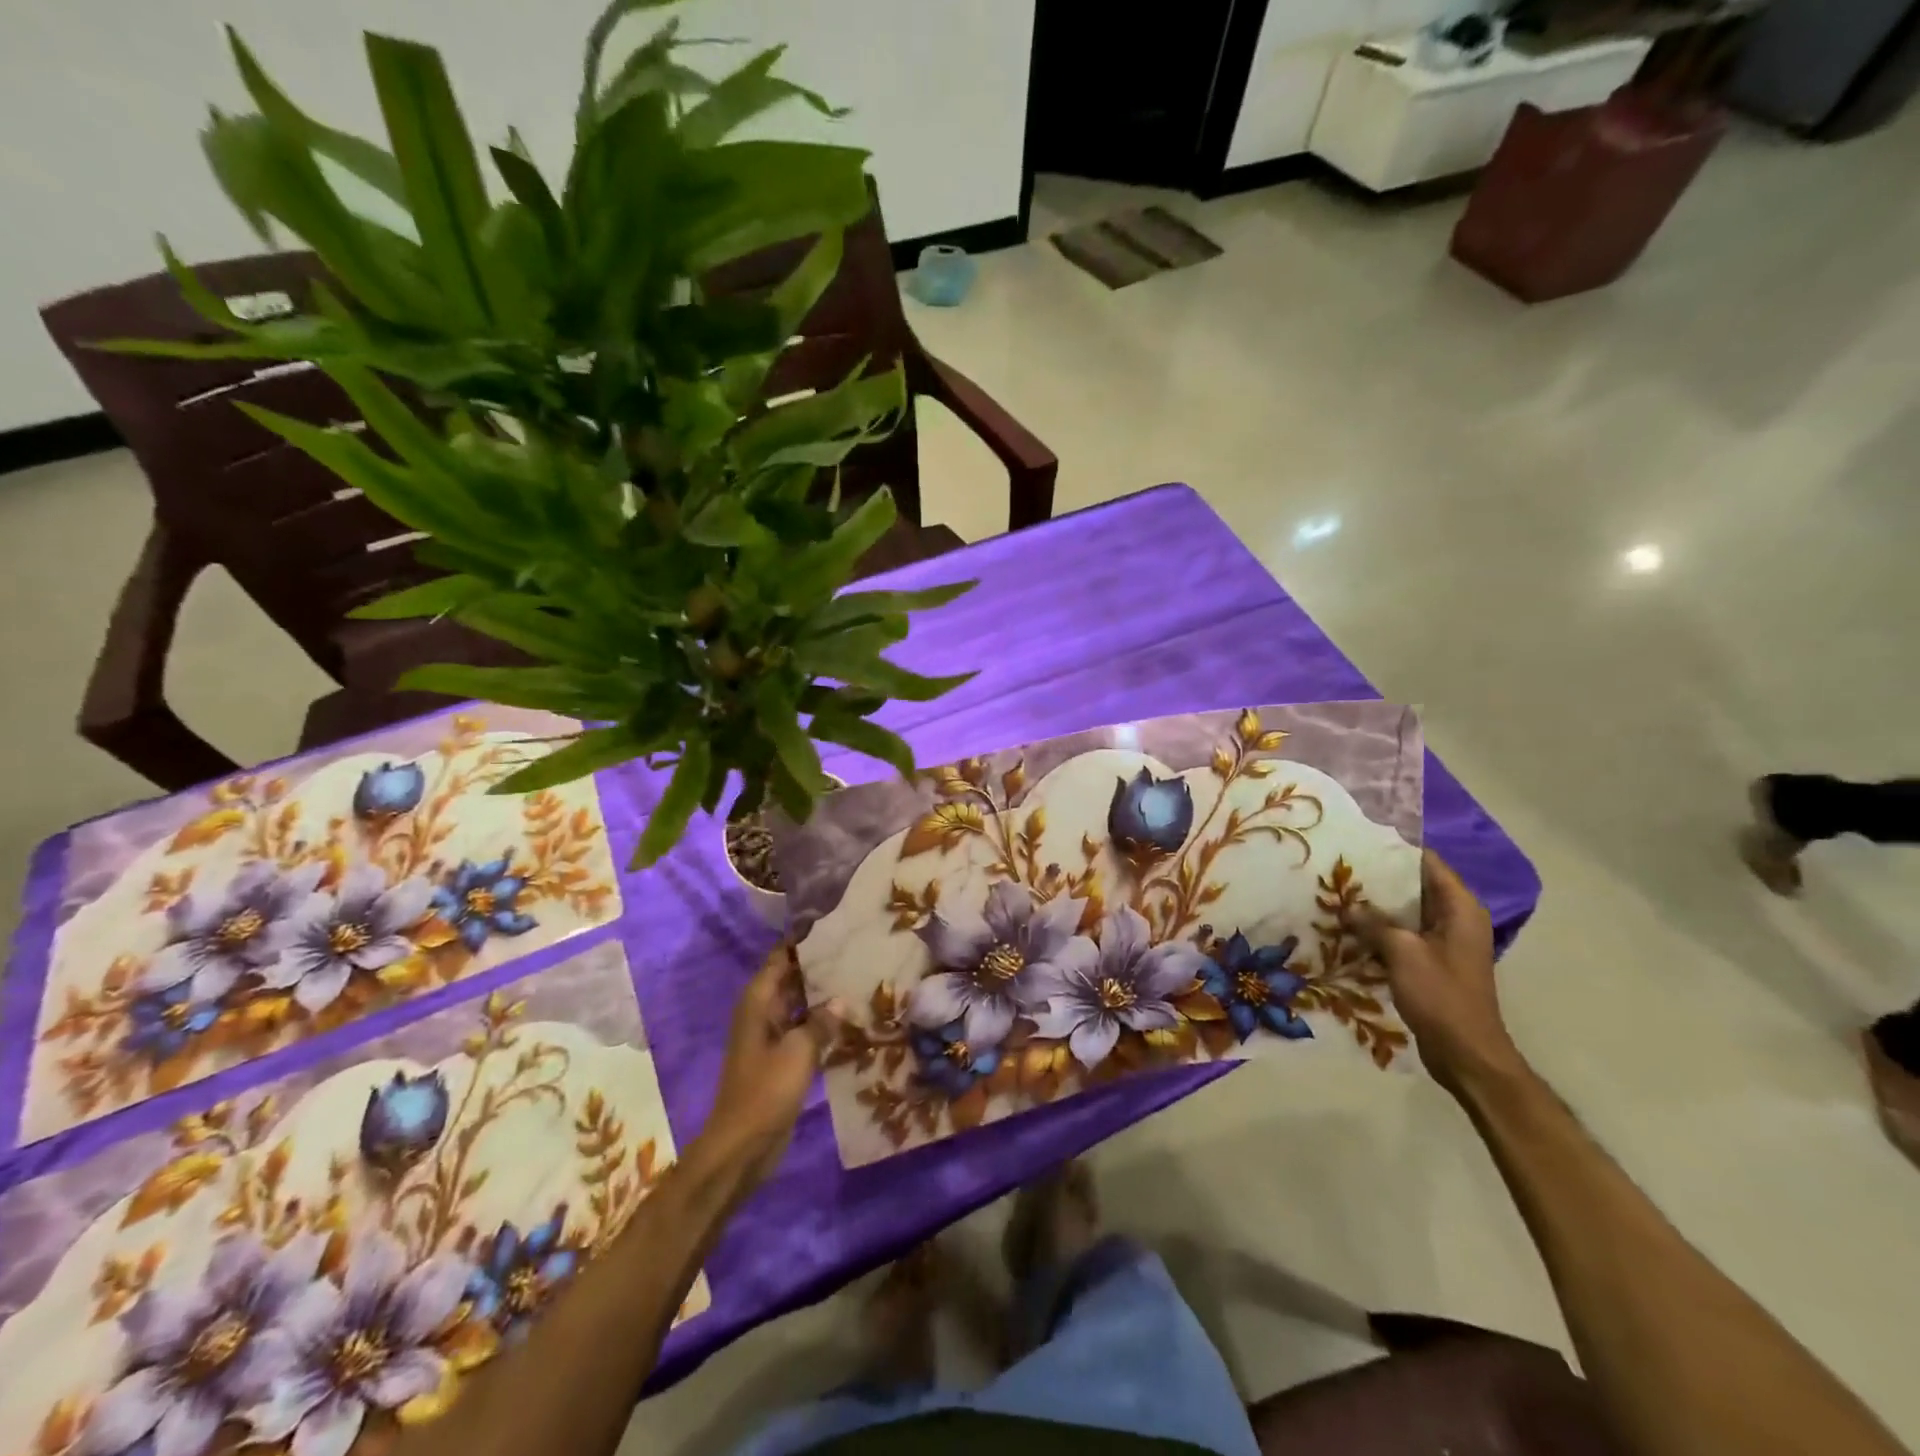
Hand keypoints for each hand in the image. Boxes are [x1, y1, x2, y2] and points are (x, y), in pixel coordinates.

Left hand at [699, 944, 842, 1187]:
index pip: (780, 957)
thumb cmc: (766, 1091)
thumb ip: (821, 1022)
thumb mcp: (799, 1051)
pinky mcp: (781, 1059)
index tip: (834, 925)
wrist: (742, 1147)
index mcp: (758, 1002)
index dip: (803, 941)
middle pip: (791, 978)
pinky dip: (822, 1022)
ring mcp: (771, 1036)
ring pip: (800, 1004)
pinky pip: (804, 1030)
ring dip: (823, 995)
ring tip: (860, 978)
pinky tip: (850, 1018)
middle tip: (857, 950)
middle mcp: (762, 1012)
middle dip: (819, 966)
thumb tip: (840, 1000)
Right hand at [1348, 850, 1527, 1099]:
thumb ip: (1374, 923)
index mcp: (1460, 908)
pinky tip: (1349, 927)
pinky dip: (1380, 929)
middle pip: (1414, 885)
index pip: (1428, 863)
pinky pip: (1403, 934)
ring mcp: (1445, 941)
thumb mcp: (1402, 952)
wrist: (1465, 1053)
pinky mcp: (1432, 962)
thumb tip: (1347, 906)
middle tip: (1339, 867)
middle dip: (1378, 878)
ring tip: (1337, 893)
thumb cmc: (1441, 996)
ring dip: (1376, 906)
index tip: (1359, 841)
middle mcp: (1456, 918)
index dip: (1395, 850)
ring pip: (1406, 911)